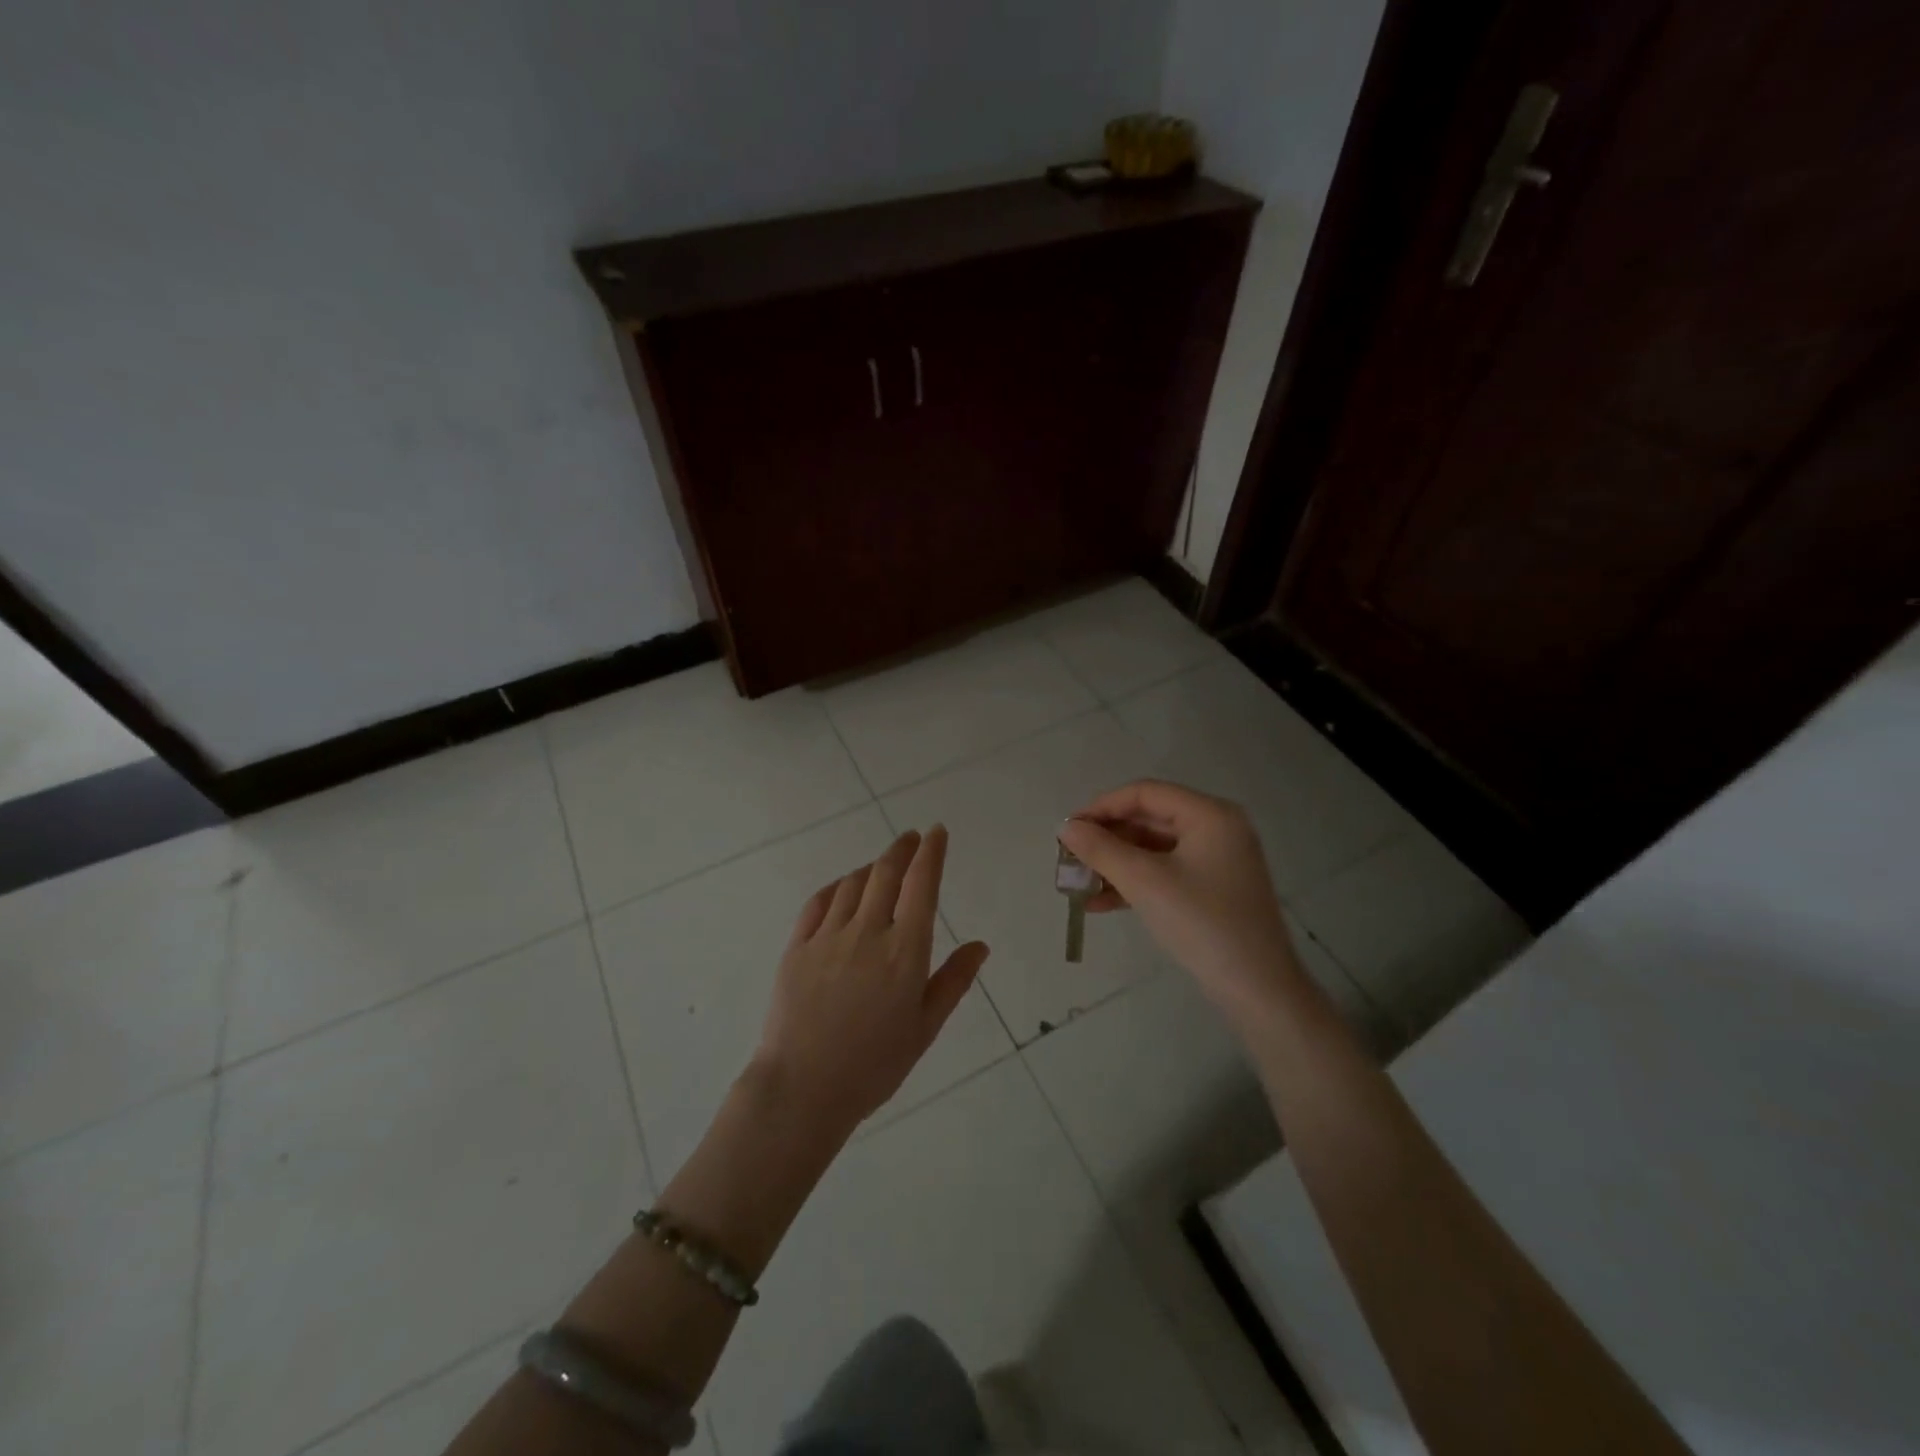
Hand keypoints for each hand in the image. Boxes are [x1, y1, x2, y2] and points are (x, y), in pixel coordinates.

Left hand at [751, 827, 989, 1139]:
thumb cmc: (874, 1065)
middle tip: (912, 838)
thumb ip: (954, 981)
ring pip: (853, 884)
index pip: (921, 885)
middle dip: (902, 849)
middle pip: (886, 873)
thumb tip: (980, 945)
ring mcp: (828, 937)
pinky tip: (844, 888)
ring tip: (882, 866)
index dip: (931, 853)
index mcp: (905, 951)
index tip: (937, 832)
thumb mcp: (925, 1027)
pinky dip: (838, 886)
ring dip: (872, 867)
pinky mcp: (797, 946)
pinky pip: (820, 902)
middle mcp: (868, 932)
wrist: (802, 1089)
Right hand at [1058, 780, 1302, 1022]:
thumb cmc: (1202, 924)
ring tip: (1078, 883)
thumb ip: (1101, 850)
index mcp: (1209, 815)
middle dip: (1107, 839)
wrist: (1258, 990)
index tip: (1069, 830)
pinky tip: (1101, 903)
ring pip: (1154, 849)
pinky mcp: (1212, 889)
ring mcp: (1217, 860)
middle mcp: (1217, 828)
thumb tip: (1066, 828)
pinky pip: (1165, 873)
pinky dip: (1135, 883)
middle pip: (1149, 819)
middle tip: (1070, 858)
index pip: (1145, 794)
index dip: (1102, 807)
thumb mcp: (1145, 882)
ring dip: (1116, 863)